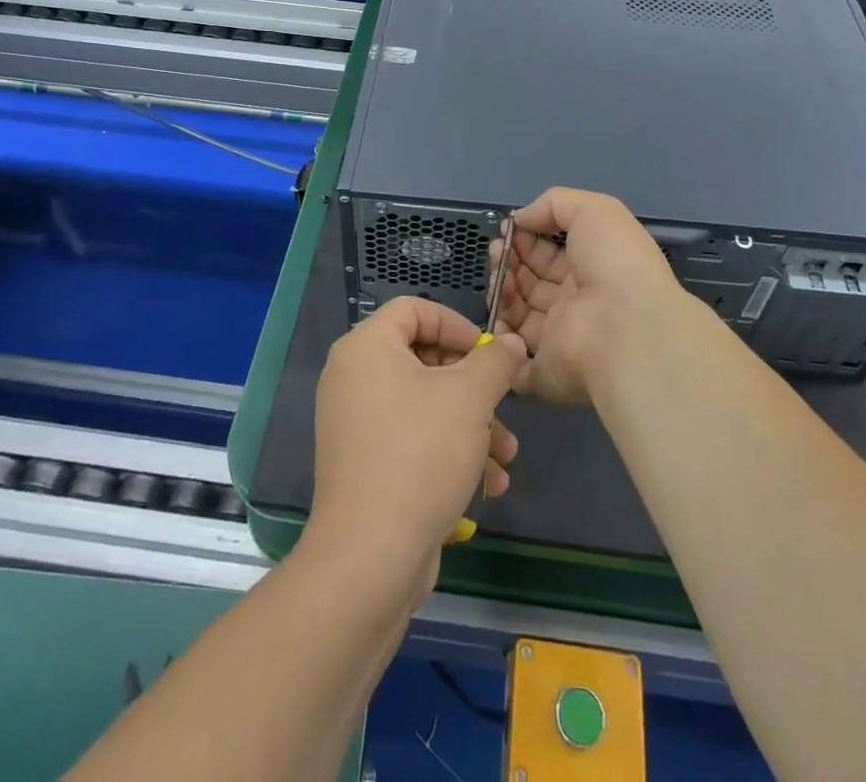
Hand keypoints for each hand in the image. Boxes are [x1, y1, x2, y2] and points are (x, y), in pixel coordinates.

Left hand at [309, 297, 526, 598]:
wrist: (370, 557)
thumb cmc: (420, 455)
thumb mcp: (470, 398)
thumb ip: (495, 362)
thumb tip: (511, 343)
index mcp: (366, 348)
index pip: (414, 309)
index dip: (456, 324)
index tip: (488, 353)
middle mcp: (353, 378)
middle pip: (424, 359)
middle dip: (474, 386)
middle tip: (504, 406)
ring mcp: (356, 423)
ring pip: (426, 404)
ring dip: (472, 425)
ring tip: (506, 457)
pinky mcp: (365, 464)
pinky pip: (412, 439)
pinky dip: (449, 451)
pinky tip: (488, 484)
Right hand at [494, 187, 689, 404]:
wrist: (627, 328)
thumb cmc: (614, 263)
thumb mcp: (593, 210)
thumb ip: (554, 204)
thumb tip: (520, 218)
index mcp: (590, 270)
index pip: (549, 255)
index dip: (526, 240)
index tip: (507, 230)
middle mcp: (575, 305)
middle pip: (530, 283)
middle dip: (508, 263)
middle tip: (497, 252)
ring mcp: (559, 341)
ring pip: (517, 317)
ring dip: (501, 293)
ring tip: (499, 276)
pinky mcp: (545, 373)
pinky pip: (513, 361)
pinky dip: (500, 342)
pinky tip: (497, 315)